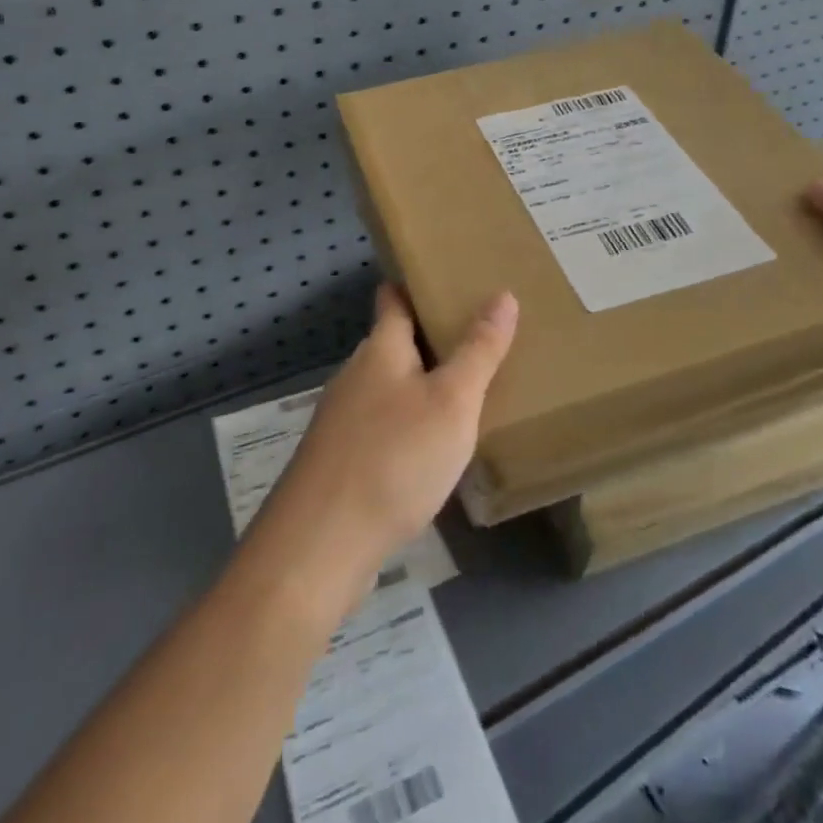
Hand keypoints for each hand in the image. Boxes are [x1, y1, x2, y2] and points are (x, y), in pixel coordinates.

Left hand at [251, 283, 518, 609]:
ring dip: (423, 383)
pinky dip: (411, 424)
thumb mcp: (451, 401)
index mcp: (380, 350)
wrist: (320, 546)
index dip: (416, 283)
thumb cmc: (394, 459)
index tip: (449, 277)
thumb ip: (478, 350)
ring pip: (390, 388)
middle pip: (394, 343)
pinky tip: (436, 447)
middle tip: (481, 335)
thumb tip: (502, 295)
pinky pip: (384, 426)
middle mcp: (356, 376)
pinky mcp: (341, 461)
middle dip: (431, 337)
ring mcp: (343, 421)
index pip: (394, 298)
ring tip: (469, 388)